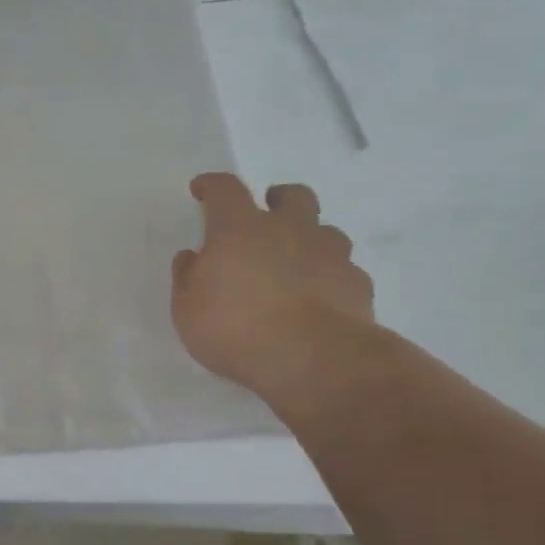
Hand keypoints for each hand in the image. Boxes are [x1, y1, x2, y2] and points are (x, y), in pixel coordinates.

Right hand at [171, 174, 375, 397]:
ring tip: (295, 264)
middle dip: (277, 199)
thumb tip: (192, 257)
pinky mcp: (357, 283)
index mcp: (239, 229)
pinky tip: (319, 298)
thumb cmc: (236, 329)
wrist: (313, 359)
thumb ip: (188, 278)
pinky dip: (330, 276)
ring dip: (309, 239)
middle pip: (292, 196)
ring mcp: (329, 254)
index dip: (212, 186)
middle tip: (266, 217)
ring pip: (325, 230)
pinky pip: (343, 269)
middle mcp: (288, 230)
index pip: (225, 190)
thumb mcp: (187, 310)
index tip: (202, 189)